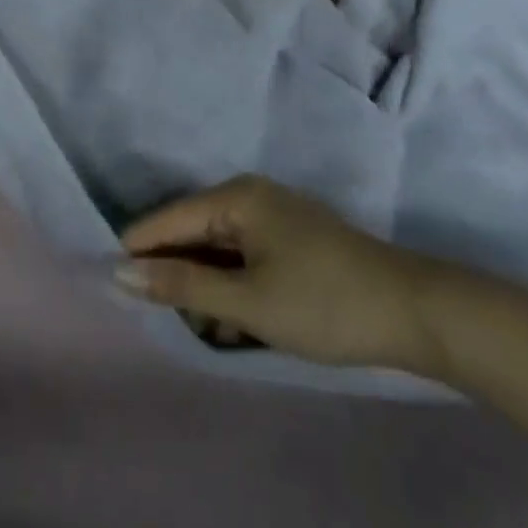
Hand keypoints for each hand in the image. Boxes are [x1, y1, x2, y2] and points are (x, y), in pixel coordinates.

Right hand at [118, 175, 454, 374]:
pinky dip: (234, 288)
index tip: (112, 288)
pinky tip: (239, 324)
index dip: (138, 252)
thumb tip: (121, 273)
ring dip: (208, 289)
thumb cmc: (323, 303)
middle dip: (179, 277)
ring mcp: (273, 217)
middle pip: (191, 232)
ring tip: (217, 331)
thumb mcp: (247, 301)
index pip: (167, 218)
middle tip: (177, 323)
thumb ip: (182, 284)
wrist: (414, 312)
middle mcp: (249, 196)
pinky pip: (242, 258)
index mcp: (235, 197)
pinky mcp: (290, 240)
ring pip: (217, 250)